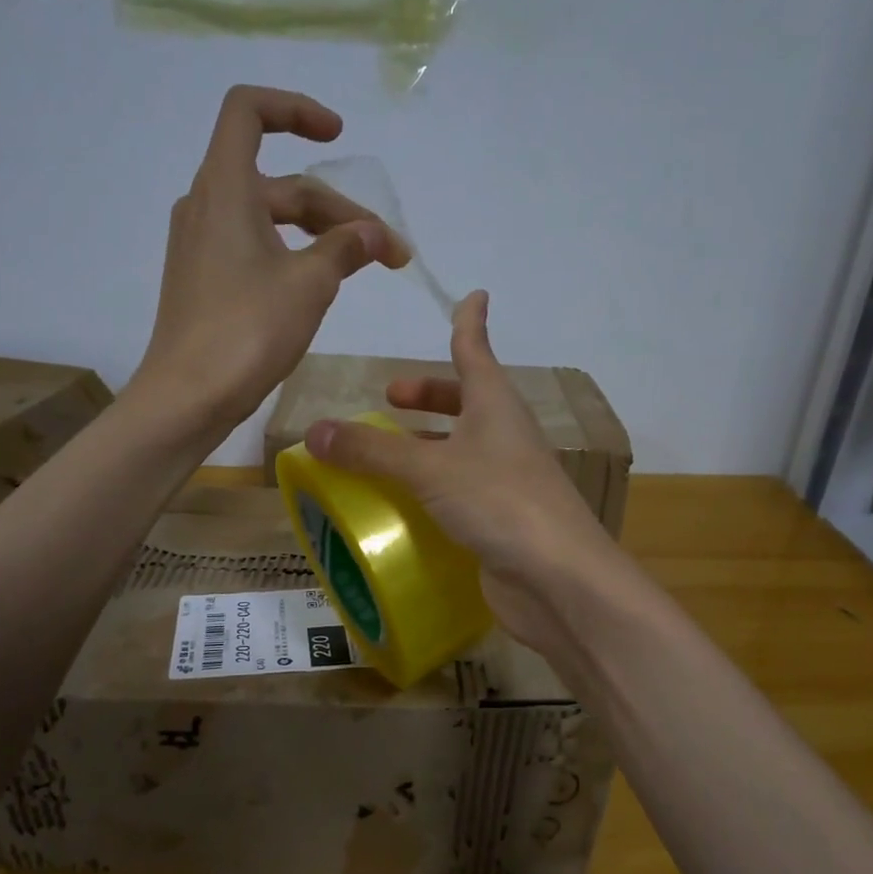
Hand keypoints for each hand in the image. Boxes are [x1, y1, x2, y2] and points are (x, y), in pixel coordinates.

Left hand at [131, 85, 408, 437]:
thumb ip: (347, 248)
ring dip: (318, 235)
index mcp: (225, 188)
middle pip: (279, 182)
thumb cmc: (247, 331)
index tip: (337, 137)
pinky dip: (291, 253)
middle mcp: (206, 206)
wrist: (188, 397)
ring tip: (362, 267)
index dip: (295, 109)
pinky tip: (319, 285)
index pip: (248, 110)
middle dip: (338, 209)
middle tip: (388, 252)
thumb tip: (377, 234)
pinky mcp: (202, 280)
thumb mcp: (310, 284)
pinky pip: (253, 247)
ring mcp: (200, 245)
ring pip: (269, 219)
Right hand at [303, 290, 627, 653]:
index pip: (475, 351)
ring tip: (384, 453)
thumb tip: (315, 430)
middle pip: (467, 401)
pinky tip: (404, 504)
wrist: (558, 578)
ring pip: (462, 448)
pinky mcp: (501, 519)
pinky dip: (432, 488)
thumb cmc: (499, 501)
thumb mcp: (429, 470)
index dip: (469, 323)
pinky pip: (460, 490)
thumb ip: (372, 451)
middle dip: (430, 394)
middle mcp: (504, 435)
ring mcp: (506, 479)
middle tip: (391, 397)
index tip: (473, 295)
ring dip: (428, 444)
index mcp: (494, 406)